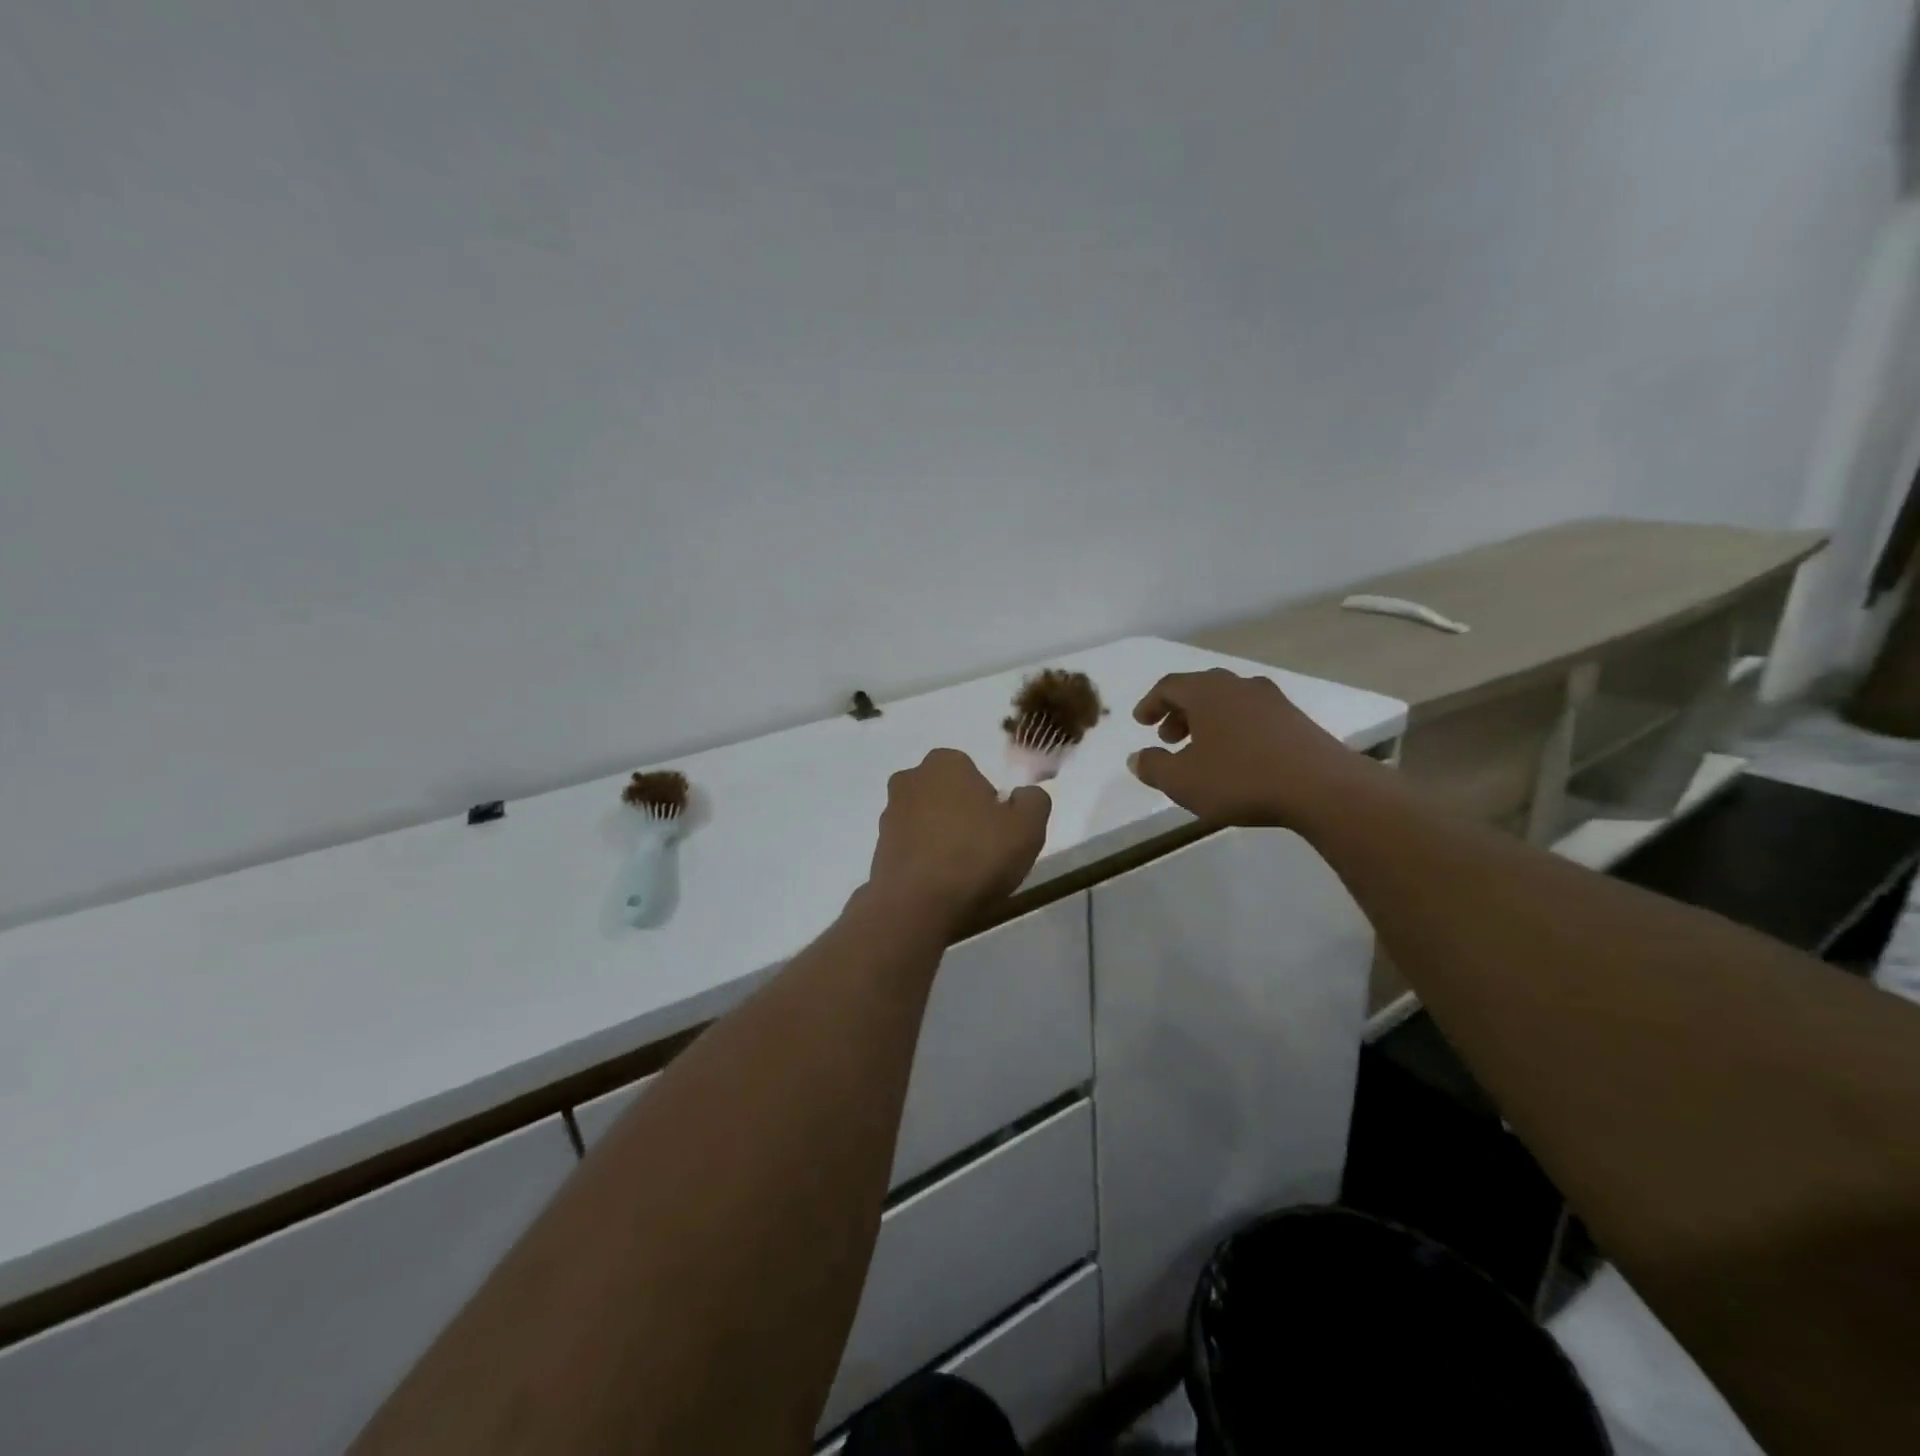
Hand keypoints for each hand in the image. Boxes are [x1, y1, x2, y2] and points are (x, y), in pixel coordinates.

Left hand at [866, 749, 1051, 927]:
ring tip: (962, 874)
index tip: (999, 831)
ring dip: (944, 839)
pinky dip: (926, 861)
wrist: (915, 906)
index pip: (976, 774)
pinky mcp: (878, 848)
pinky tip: (940, 885)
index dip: (992, 803)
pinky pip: (913, 848)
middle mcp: (910, 779)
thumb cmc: (975, 857)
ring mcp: (889, 814)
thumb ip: (1034, 801)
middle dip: (964, 817)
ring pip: (929, 822)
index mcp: (945, 762)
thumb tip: (1025, 795)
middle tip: (984, 851)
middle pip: (950, 796)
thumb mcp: (1028, 827)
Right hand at [1129, 669, 1379, 827]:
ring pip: (1228, 702)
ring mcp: (1271, 700)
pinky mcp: (1295, 719)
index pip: (1169, 686)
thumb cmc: (1240, 779)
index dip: (1151, 703)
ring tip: (1201, 751)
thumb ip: (1153, 767)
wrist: (1321, 787)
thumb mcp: (1182, 781)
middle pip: (1200, 690)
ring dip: (1207, 721)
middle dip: (1179, 712)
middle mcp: (1238, 686)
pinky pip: (1252, 716)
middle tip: (1169, 738)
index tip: (1141, 723)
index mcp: (1207, 692)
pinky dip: (1234, 729)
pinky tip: (1236, 757)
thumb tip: (1136, 758)